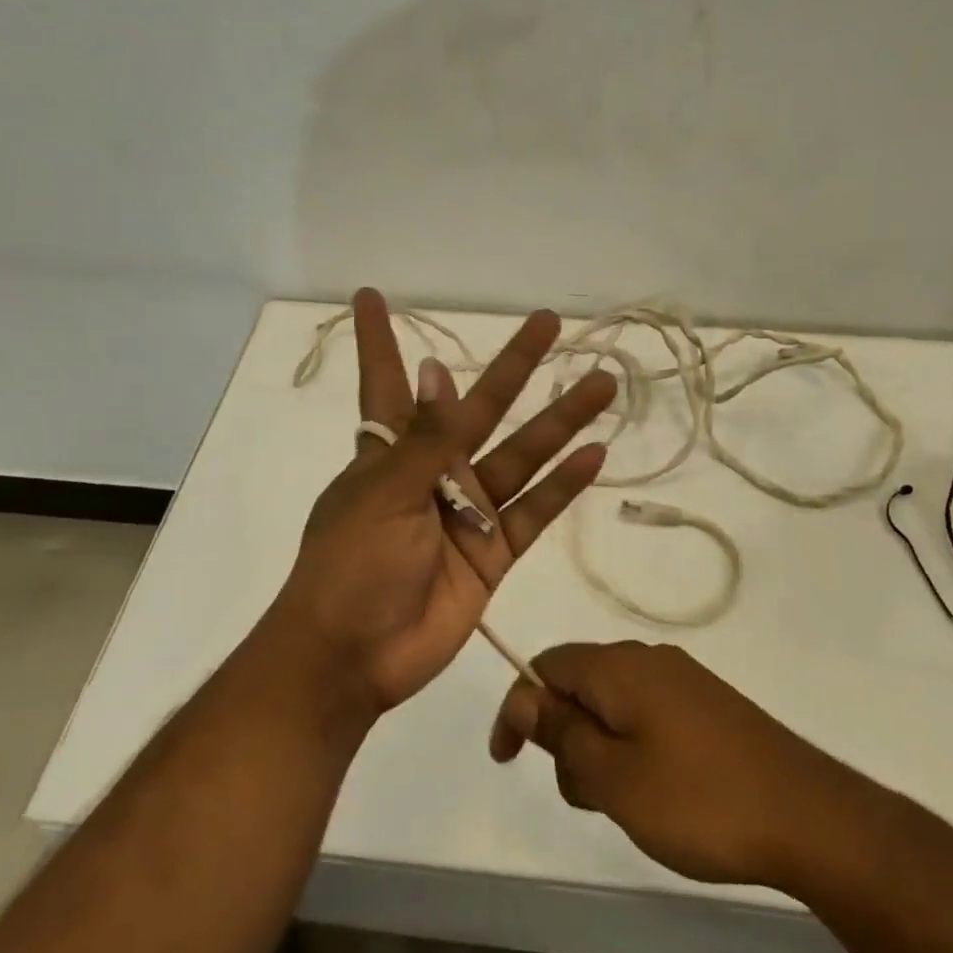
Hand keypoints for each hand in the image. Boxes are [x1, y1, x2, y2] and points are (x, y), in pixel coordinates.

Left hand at [270, 289, 616, 711]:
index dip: (379, 340)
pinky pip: (535, 510)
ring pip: (523, 455)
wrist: (353, 656)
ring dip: (562, 421)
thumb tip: (436, 370)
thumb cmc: (350, 565)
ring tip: (602, 382)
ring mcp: (467, 512)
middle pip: (481, 407)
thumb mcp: (382, 493)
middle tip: (549, 322)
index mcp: (389, 452)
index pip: (386, 382)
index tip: (371, 296)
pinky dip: (563, 485)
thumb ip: (423, 439)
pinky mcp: (493, 553)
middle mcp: (433, 472)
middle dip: (513, 365)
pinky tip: (595, 453)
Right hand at [488, 642, 847, 887]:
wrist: (808, 815)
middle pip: (579, 684)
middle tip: (586, 795)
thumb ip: (561, 733)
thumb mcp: (613, 776)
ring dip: (600, 749)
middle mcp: (648, 660)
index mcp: (618, 667)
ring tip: (627, 803)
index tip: (508, 761)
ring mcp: (683, 681)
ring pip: (613, 704)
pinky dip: (632, 749)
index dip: (518, 708)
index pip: (545, 665)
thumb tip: (524, 696)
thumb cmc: (699, 800)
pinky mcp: (708, 706)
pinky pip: (647, 716)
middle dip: (564, 736)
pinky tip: (659, 794)